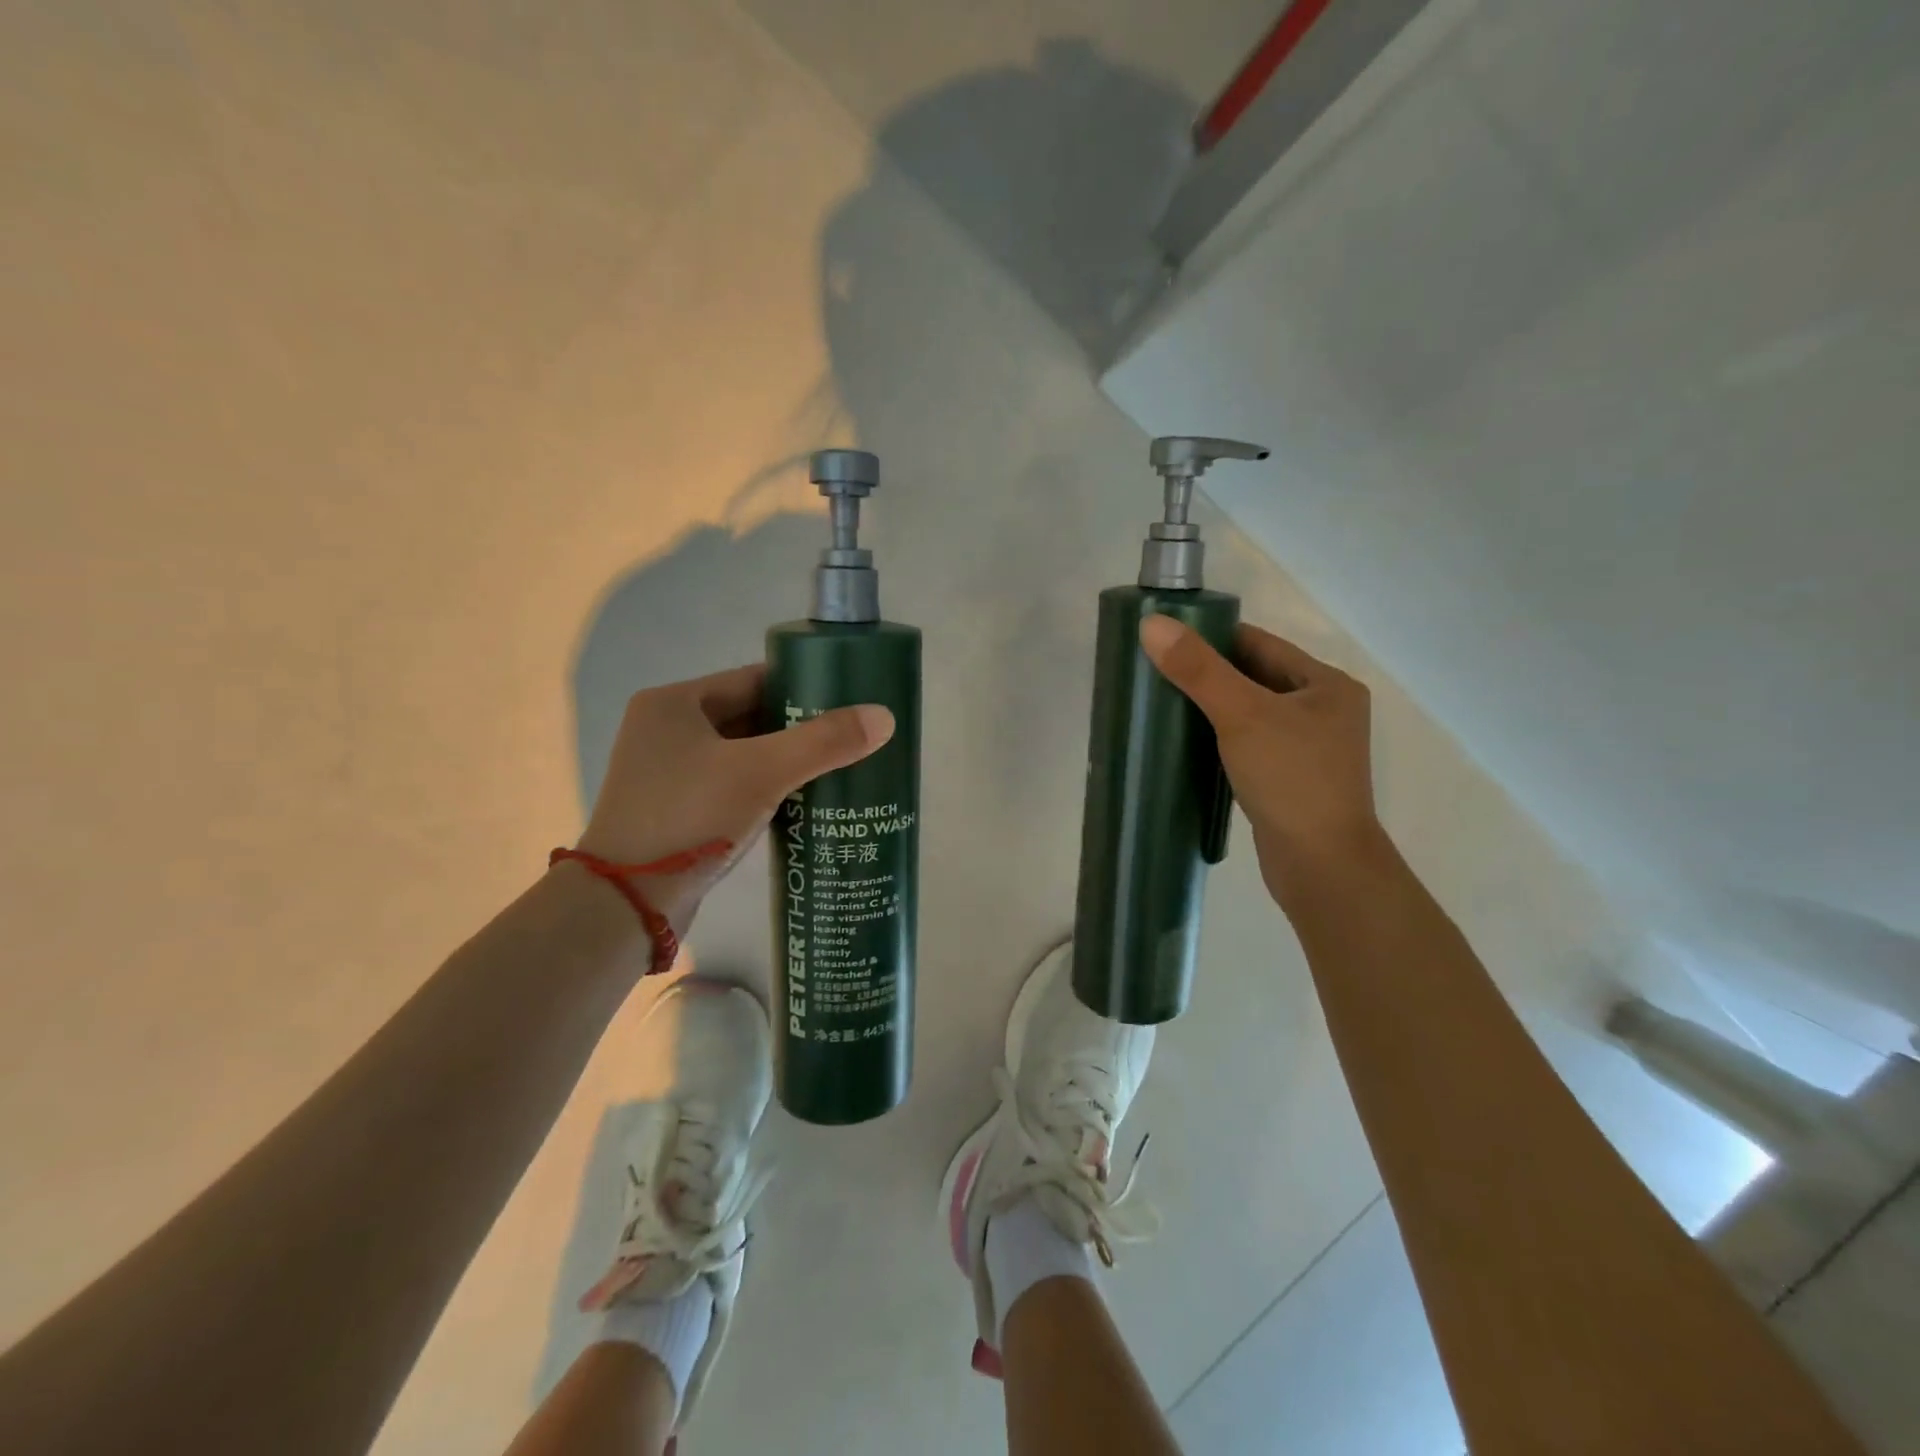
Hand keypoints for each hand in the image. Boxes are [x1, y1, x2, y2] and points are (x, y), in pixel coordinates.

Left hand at [575, 664, 893, 932]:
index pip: (753, 679)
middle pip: (750, 716)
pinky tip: (804, 802)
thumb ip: (823, 743)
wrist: (626, 906)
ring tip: (838, 769)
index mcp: (675, 704)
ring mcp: (668, 773)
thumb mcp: (762, 773)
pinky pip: (733, 786)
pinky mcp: (676, 811)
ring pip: (743, 755)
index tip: (848, 700)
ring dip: (786, 762)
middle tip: (851, 738)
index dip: (803, 686)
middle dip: (800, 728)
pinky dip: (766, 789)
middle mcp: (665, 730)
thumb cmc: (689, 819)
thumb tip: (884, 717)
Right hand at [1140, 615, 1383, 904]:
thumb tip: (1151, 624)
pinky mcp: (1290, 780)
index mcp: (1327, 684)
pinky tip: (1187, 744)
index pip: (1260, 644)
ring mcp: (1308, 748)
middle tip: (1155, 674)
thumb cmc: (1290, 779)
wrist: (1321, 866)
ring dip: (1211, 709)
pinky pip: (1249, 744)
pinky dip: (1220, 739)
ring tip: (1163, 706)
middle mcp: (1324, 711)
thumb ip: (1198, 670)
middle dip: (1207, 675)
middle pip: (1254, 677)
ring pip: (1250, 713)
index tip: (1165, 641)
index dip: (1212, 638)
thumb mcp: (1242, 715)